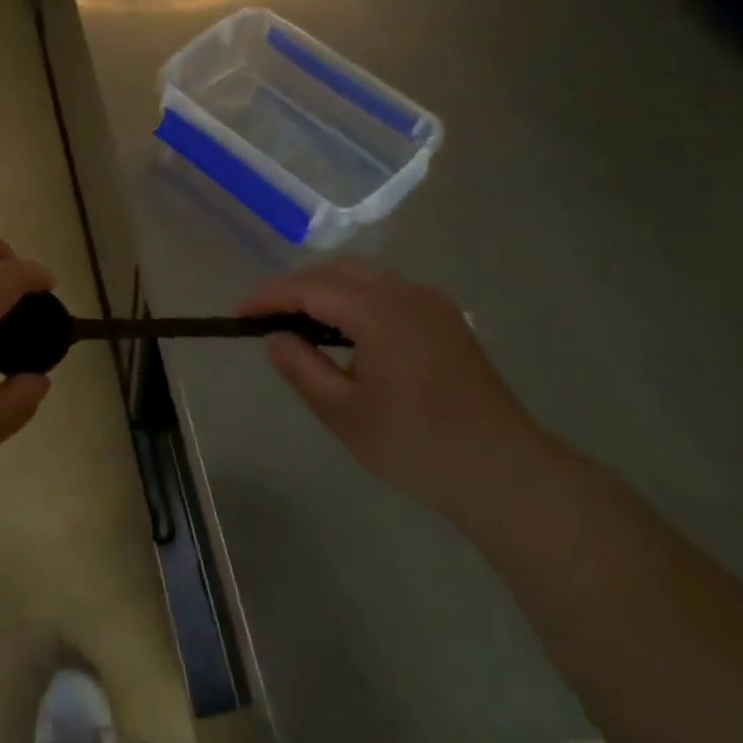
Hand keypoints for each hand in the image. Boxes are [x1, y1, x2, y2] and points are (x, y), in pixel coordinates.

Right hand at [240, 260, 551, 521]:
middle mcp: (405, 293)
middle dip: (295, 286)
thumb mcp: (344, 413)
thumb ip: (301, 368)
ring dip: (325, 288)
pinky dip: (355, 296)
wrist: (505, 472)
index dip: (269, 297)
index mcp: (378, 312)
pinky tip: (347, 329)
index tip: (238, 314)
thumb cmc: (417, 445)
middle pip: (336, 270)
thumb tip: (275, 337)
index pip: (309, 287)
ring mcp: (430, 303)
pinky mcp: (445, 319)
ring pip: (364, 276)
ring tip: (299, 320)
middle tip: (265, 317)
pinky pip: (388, 290)